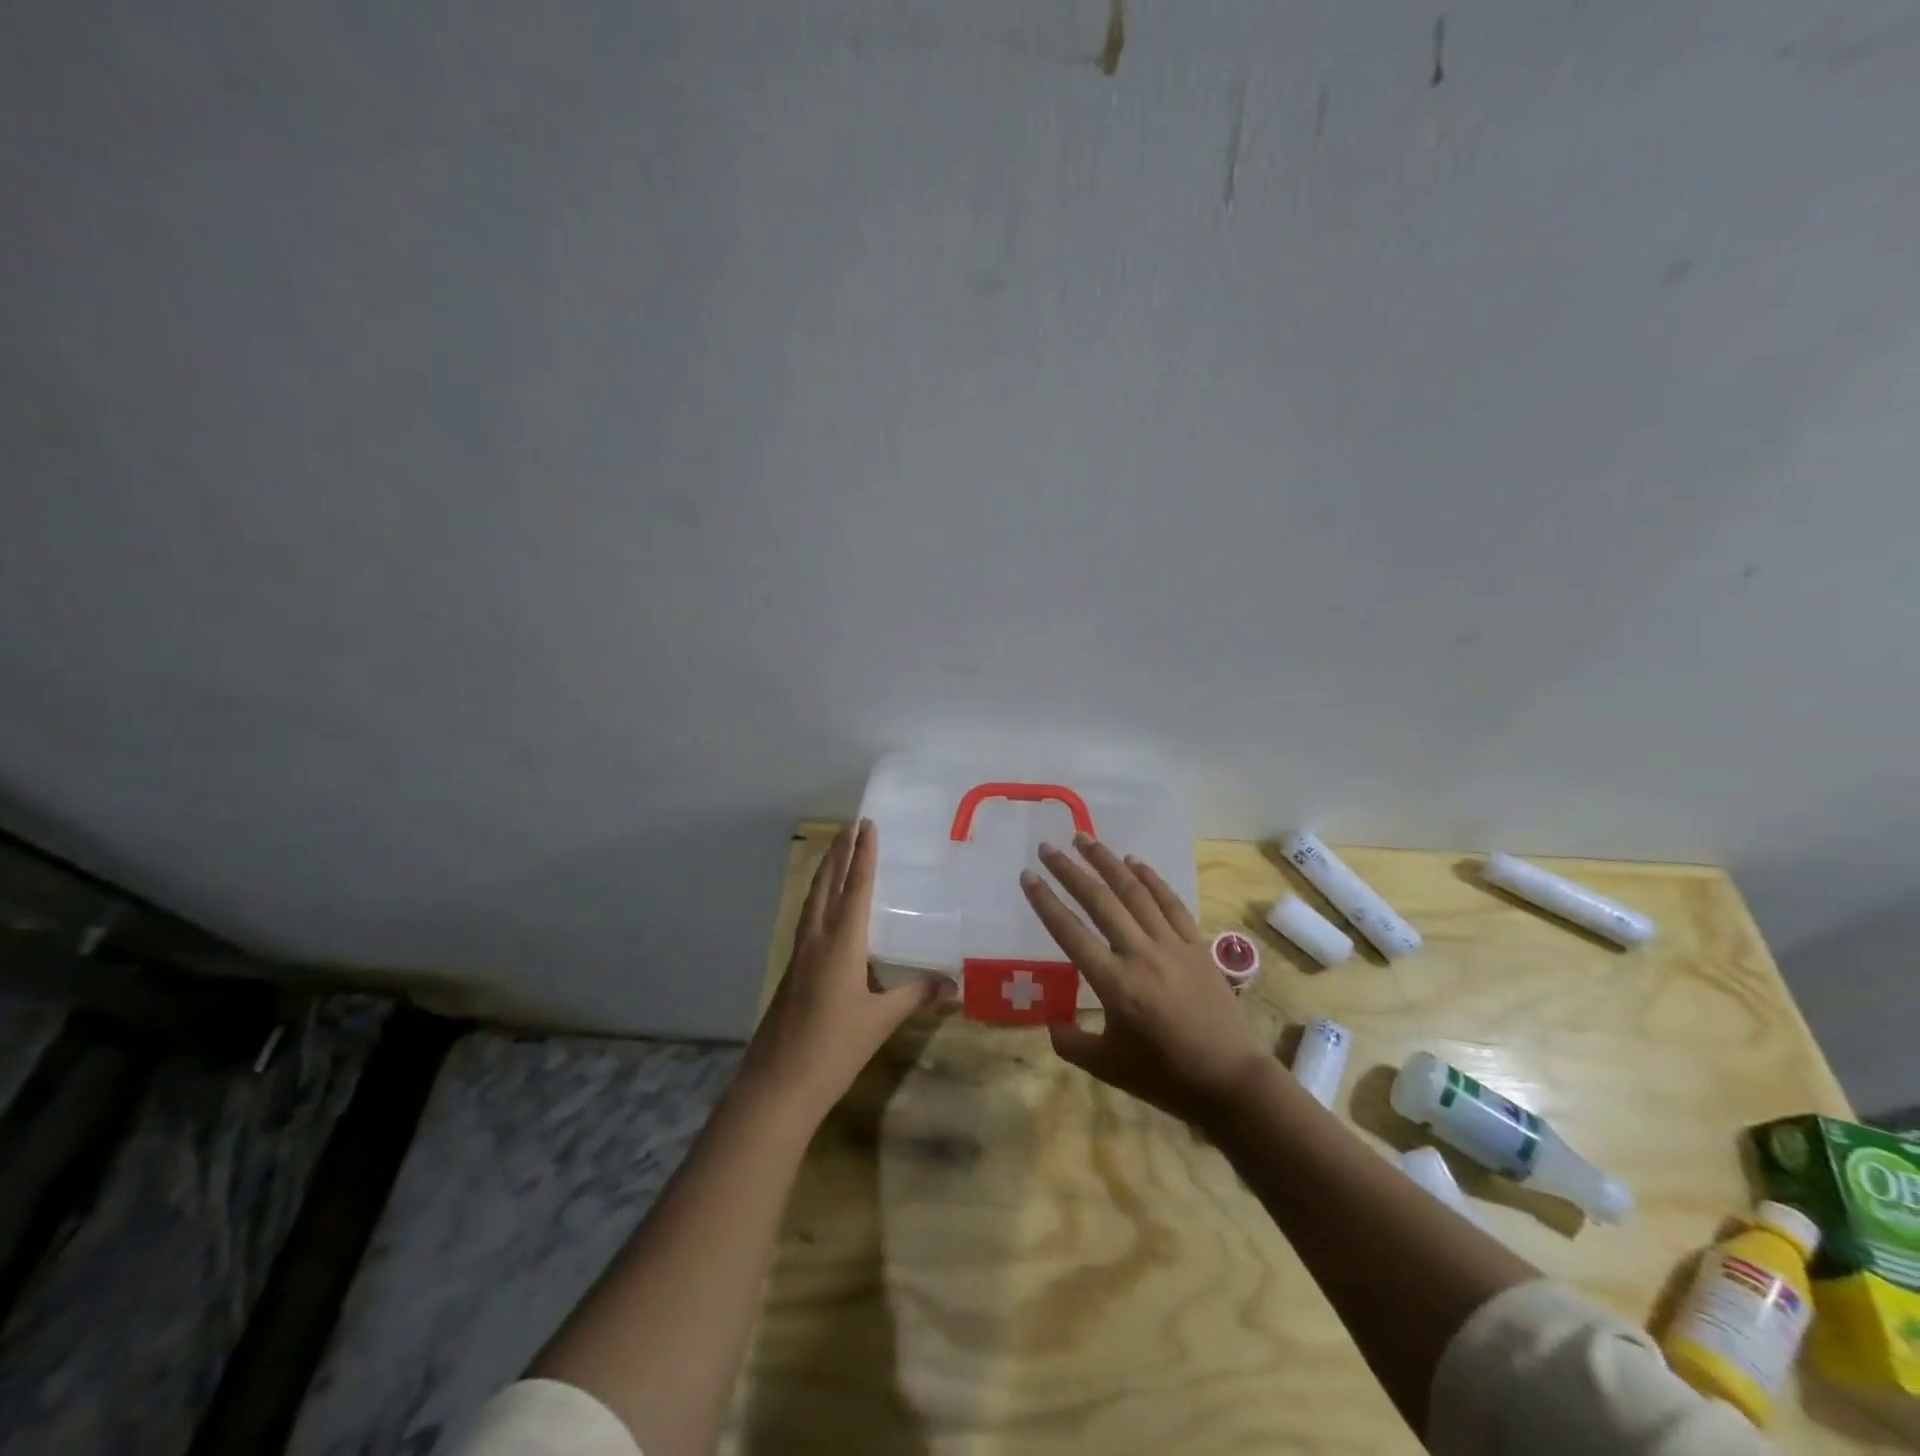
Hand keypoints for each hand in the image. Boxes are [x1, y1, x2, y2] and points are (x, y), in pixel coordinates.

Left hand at [742, 820, 951, 1118]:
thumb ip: (916, 995)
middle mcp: (816, 939)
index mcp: (841, 944)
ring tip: (836, 850)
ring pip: (812, 899)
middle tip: (850, 825)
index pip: (855, 889)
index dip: (863, 856)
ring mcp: (799, 953)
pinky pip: (806, 917)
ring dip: (825, 870)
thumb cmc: (835, 1048)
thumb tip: (953, 983)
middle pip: (827, 884)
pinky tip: (822, 904)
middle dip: (839, 852)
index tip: (867, 826)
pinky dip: (817, 896)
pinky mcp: (791, 968)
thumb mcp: (881, 1020)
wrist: (779, 1083)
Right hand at [1022, 834, 1265, 1129]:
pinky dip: (1151, 879)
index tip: (1028, 876)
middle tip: (1048, 847)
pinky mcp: (1196, 945)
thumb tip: (1051, 1021)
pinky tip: (1134, 863)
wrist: (1229, 1081)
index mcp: (1114, 983)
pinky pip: (1170, 903)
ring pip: (1135, 892)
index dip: (1046, 902)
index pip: (1070, 932)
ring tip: (1085, 839)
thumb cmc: (1163, 1077)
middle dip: (1070, 870)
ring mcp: (1171, 945)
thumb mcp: (1106, 1066)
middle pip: (1099, 901)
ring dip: (1107, 862)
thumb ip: (1071, 1042)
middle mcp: (1140, 954)